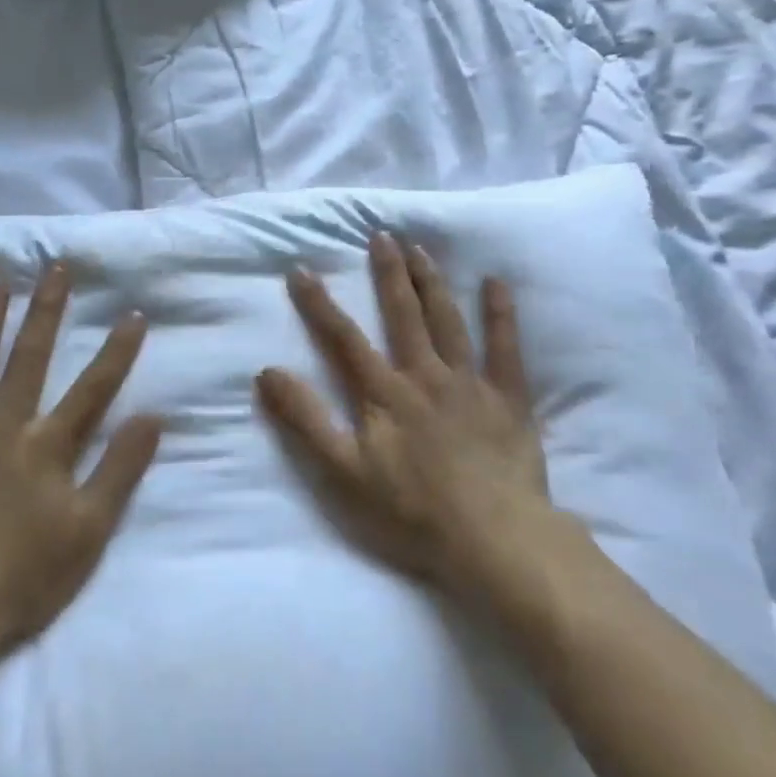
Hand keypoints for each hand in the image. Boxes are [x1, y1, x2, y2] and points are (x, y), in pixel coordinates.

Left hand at [0, 264, 162, 658]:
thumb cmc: (24, 577)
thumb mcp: (90, 531)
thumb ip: (120, 470)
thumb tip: (153, 417)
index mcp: (47, 447)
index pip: (93, 388)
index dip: (117, 351)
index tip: (133, 314)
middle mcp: (4, 427)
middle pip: (31, 359)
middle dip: (48, 312)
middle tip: (56, 268)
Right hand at [256, 232, 560, 604]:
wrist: (494, 540)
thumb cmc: (412, 510)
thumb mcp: (343, 472)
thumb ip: (306, 420)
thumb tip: (267, 372)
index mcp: (384, 392)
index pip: (343, 337)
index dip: (319, 303)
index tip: (301, 269)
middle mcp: (424, 374)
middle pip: (402, 314)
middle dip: (388, 273)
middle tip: (381, 235)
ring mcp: (470, 383)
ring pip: (448, 320)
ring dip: (431, 282)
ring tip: (420, 248)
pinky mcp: (508, 399)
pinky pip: (506, 348)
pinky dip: (501, 314)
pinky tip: (497, 282)